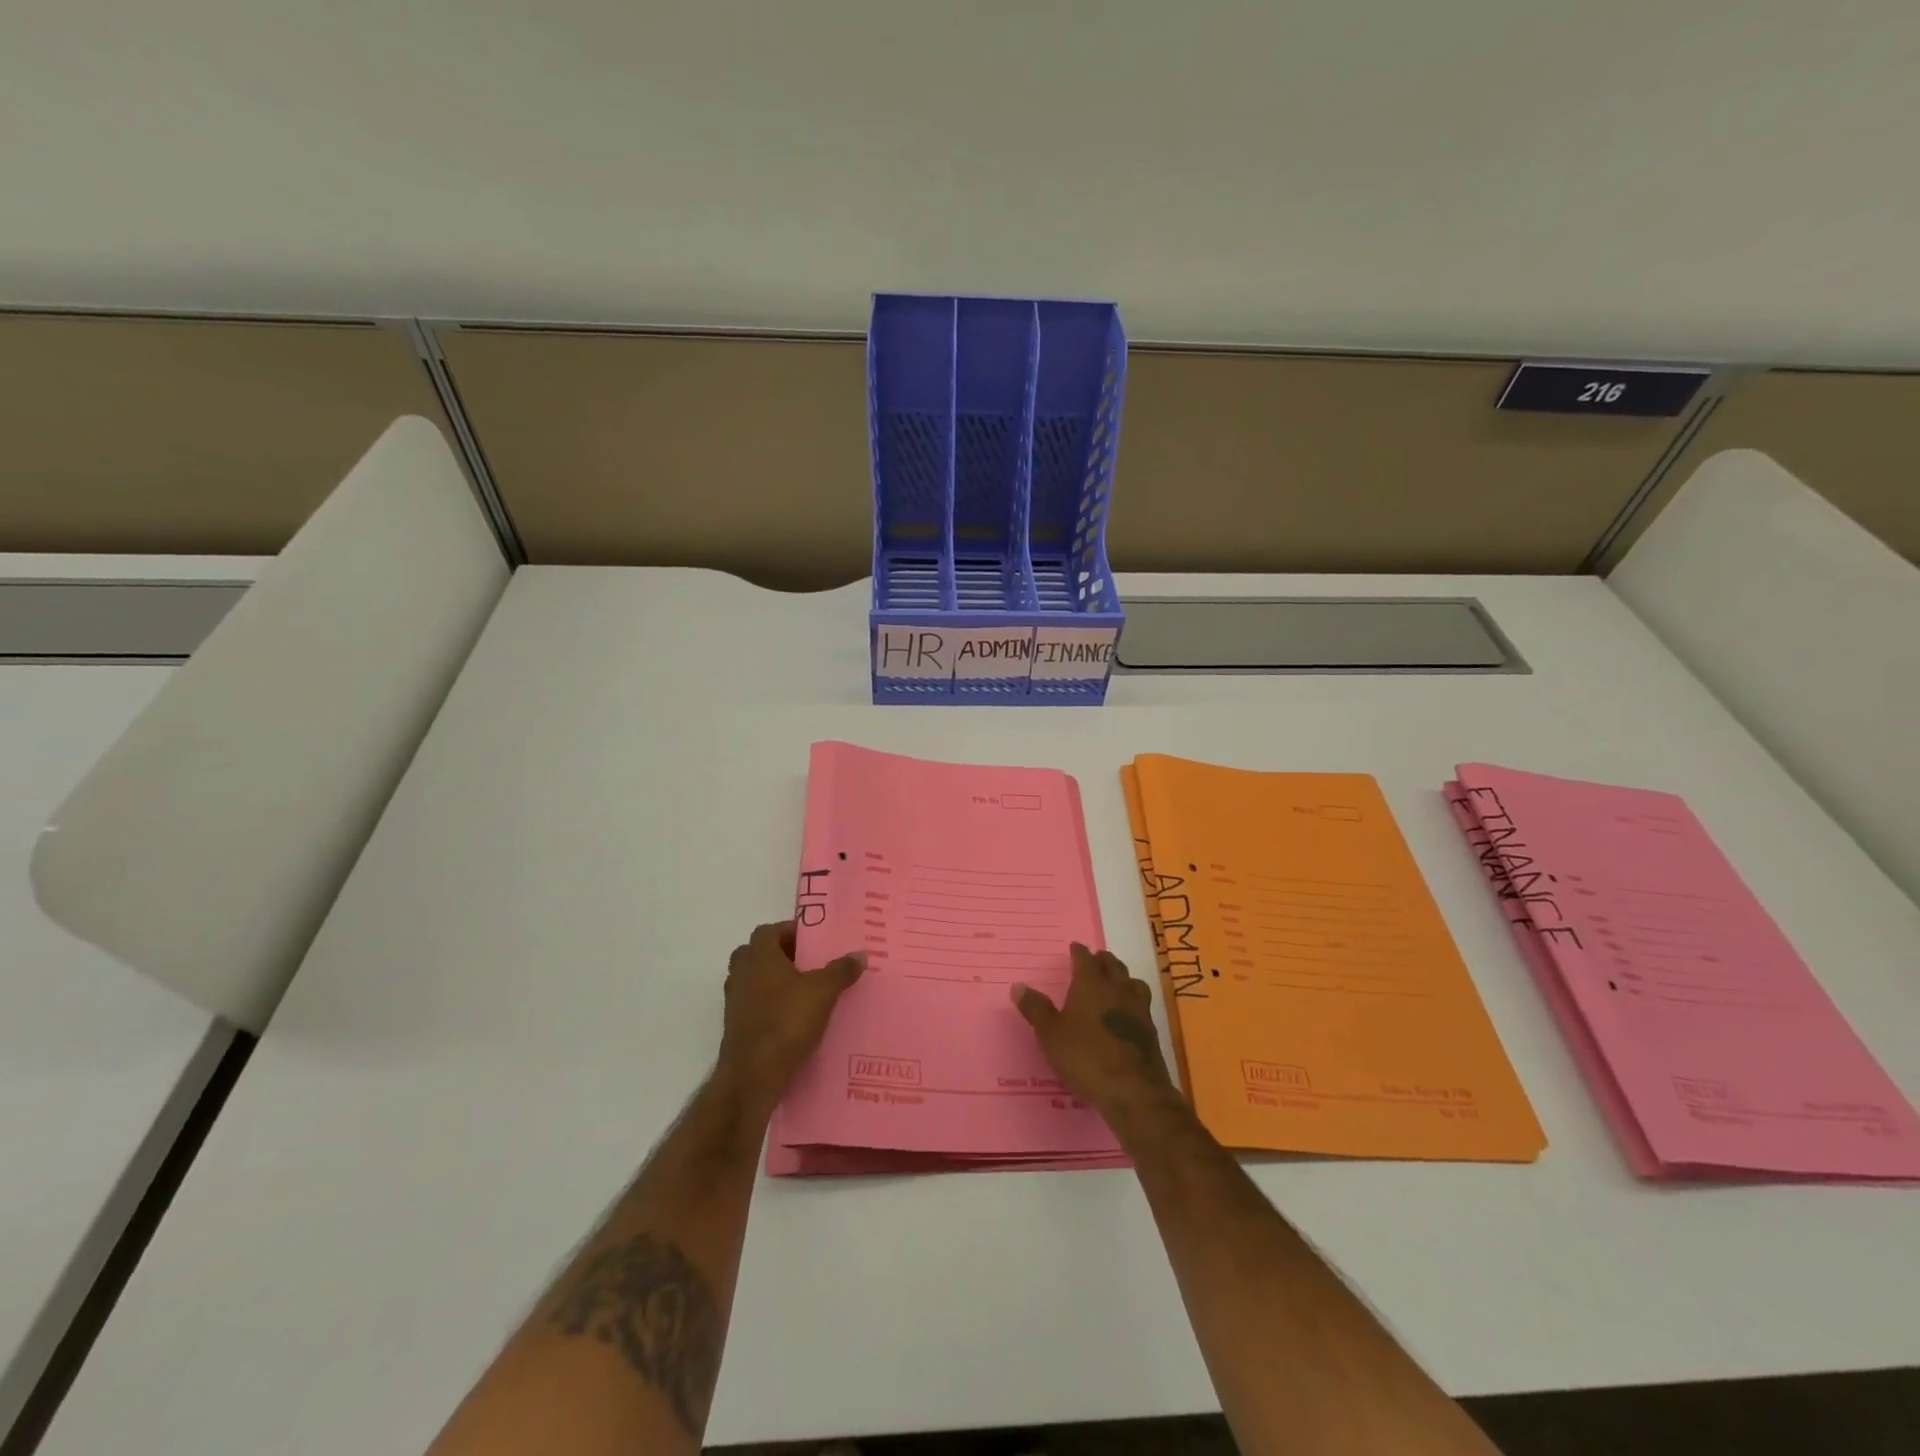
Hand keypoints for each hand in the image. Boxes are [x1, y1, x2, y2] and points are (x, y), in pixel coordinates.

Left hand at [716, 922, 864, 1113]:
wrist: (753, 1075)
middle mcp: (742, 975)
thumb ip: (841, 970)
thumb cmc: (786, 1021)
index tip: (811, 940)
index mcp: (759, 957)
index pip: (768, 931)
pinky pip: (754, 1006)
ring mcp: (735, 1003)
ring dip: (774, 982)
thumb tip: (860, 954)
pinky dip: (770, 1006)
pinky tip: (793, 1019)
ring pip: (753, 981)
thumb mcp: (823, 992)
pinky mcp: (736, 1028)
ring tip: (804, 991)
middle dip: (780, 956)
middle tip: (807, 963)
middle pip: (756, 954)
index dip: (788, 931)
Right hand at [1011, 944, 1174, 1117]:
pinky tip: (1127, 1014)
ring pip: (1133, 982)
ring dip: (1123, 978)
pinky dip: (1133, 1001)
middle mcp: (1117, 989)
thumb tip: (1018, 986)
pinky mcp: (1151, 1031)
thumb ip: (1036, 1009)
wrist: (1133, 1091)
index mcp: (1091, 984)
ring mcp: (1138, 1009)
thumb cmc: (1085, 1057)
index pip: (1085, 958)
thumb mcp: (1050, 1035)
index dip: (1078, 952)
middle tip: (1094, 960)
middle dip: (1102, 960)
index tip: (1075, 948)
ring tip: (1115, 982)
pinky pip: (1142, 1005)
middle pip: (1113, 965)